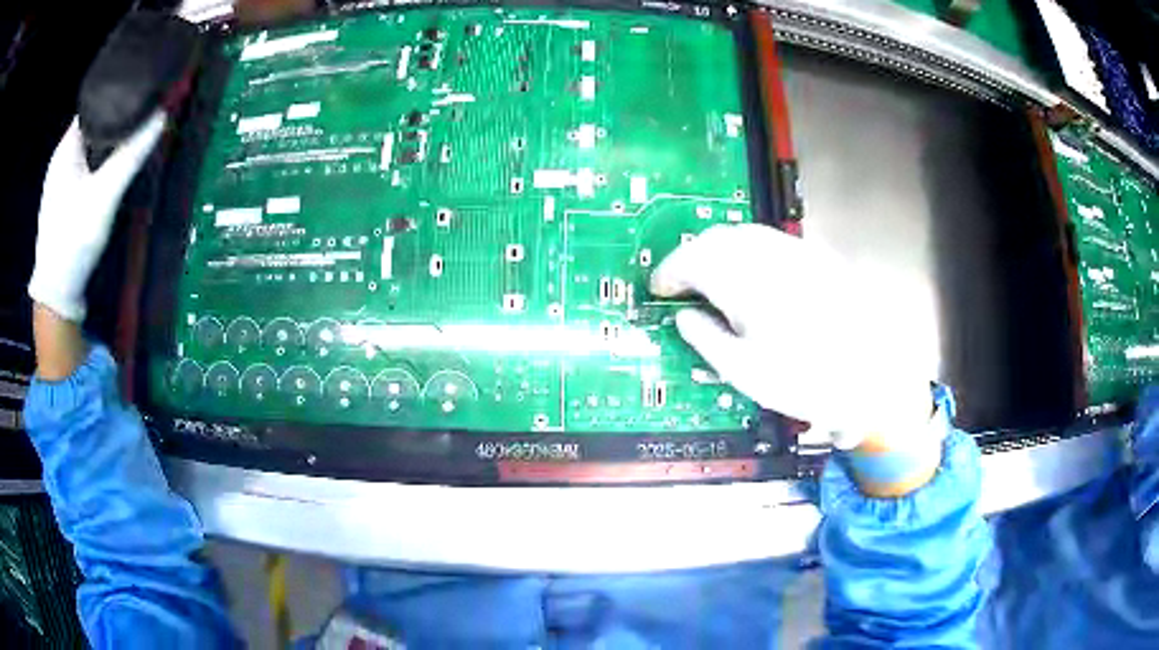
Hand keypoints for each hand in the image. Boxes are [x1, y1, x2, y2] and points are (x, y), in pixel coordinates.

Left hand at [28, 112, 164, 322]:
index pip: (94, 105)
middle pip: (93, 127)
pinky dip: (100, 165)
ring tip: (132, 142)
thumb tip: (161, 117)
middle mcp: (61, 159)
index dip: (118, 96)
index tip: (142, 95)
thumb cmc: (73, 239)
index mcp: (65, 148)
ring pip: (90, 150)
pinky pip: (86, 170)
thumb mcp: (104, 196)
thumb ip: (130, 155)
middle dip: (117, 121)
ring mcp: (61, 181)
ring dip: (109, 145)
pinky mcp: (64, 201)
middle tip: (143, 118)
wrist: (56, 296)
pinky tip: (111, 173)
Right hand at [651, 224, 940, 493]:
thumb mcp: (744, 371)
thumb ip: (706, 337)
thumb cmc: (805, 381)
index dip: (669, 271)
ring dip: (720, 248)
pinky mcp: (817, 257)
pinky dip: (749, 250)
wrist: (872, 377)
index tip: (659, 288)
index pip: (692, 260)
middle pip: (717, 237)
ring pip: (745, 233)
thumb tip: (684, 316)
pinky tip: (753, 274)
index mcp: (745, 283)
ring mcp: (796, 252)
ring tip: (714, 276)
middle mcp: (769, 256)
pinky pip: (771, 241)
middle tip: (682, 282)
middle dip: (692, 255)